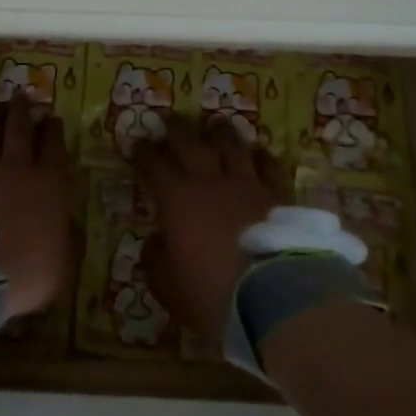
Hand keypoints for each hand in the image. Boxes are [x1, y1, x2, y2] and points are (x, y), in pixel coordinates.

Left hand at [0, 96, 75, 316]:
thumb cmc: (26, 273)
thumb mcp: (64, 263)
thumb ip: (67, 237)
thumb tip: (68, 223)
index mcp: (49, 184)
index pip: (54, 147)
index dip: (54, 130)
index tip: (52, 118)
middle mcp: (16, 168)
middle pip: (20, 129)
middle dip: (23, 110)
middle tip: (22, 95)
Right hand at [133, 116, 285, 343]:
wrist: (273, 296)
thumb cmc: (212, 294)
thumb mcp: (168, 286)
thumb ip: (156, 259)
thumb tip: (156, 240)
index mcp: (177, 199)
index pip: (154, 165)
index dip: (143, 153)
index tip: (138, 143)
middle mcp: (210, 181)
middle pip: (189, 142)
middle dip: (175, 128)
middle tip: (168, 119)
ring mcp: (246, 183)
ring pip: (231, 143)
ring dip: (219, 131)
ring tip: (214, 124)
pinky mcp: (277, 193)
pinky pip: (268, 164)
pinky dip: (260, 155)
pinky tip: (258, 152)